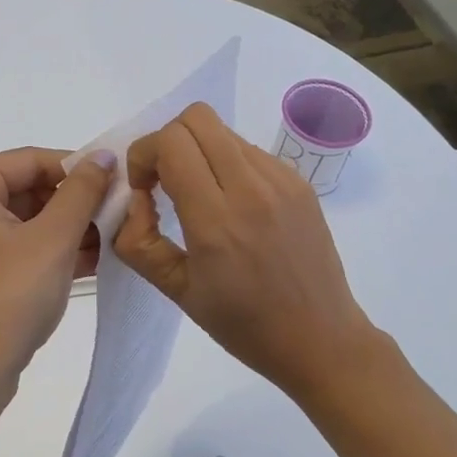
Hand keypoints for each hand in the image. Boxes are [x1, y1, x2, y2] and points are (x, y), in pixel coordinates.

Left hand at [0, 146, 115, 419]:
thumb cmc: (7, 299)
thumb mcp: (53, 240)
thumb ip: (82, 192)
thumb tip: (104, 156)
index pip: (29, 160)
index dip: (77, 167)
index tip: (118, 179)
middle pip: (26, 189)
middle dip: (74, 203)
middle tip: (119, 211)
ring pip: (25, 221)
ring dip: (67, 229)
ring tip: (114, 236)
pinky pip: (16, 249)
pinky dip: (49, 252)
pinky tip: (92, 260)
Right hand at [115, 104, 396, 401]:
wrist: (321, 338)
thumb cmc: (244, 325)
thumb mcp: (177, 291)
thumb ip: (139, 242)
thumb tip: (135, 200)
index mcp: (216, 220)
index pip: (171, 142)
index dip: (144, 155)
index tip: (145, 189)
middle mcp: (252, 189)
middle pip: (197, 117)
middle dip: (168, 141)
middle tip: (166, 181)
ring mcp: (282, 180)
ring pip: (224, 130)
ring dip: (199, 150)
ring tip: (201, 195)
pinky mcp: (300, 181)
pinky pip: (250, 150)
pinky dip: (228, 163)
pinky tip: (234, 204)